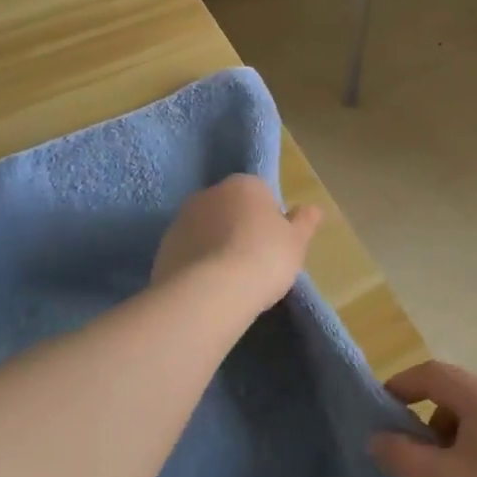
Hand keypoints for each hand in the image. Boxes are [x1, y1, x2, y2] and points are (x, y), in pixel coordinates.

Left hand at [151, 174, 322, 317]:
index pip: (261, 194)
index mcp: (245, 184)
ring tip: (230, 280)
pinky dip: (197, 265)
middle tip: (254, 262)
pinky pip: (188, 252)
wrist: (210, 293)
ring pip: (207, 230)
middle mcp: (210, 193)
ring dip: (216, 246)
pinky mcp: (163, 247)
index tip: (274, 245)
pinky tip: (208, 288)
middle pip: (231, 209)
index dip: (270, 220)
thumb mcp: (296, 242)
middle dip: (239, 229)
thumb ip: (305, 222)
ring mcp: (182, 219)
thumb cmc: (264, 258)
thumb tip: (313, 208)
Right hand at [370, 361, 476, 476]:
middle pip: (456, 393)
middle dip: (426, 416)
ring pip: (476, 418)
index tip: (378, 407)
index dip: (402, 384)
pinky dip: (471, 451)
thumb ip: (399, 454)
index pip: (435, 373)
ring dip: (448, 437)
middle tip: (405, 450)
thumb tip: (378, 437)